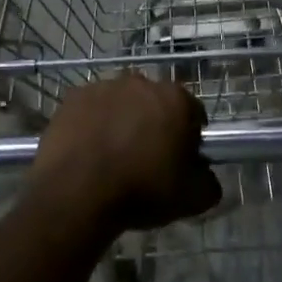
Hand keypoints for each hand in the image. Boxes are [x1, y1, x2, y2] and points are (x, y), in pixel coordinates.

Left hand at [27, 76, 220, 231]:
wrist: (76, 193)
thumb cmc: (141, 190)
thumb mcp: (193, 199)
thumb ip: (209, 182)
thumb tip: (206, 176)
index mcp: (176, 99)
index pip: (193, 113)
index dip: (190, 136)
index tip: (181, 160)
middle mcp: (141, 83)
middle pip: (155, 103)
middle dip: (154, 124)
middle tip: (147, 158)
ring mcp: (103, 87)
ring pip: (121, 103)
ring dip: (122, 121)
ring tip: (113, 156)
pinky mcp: (72, 98)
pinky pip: (91, 110)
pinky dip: (93, 124)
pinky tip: (88, 151)